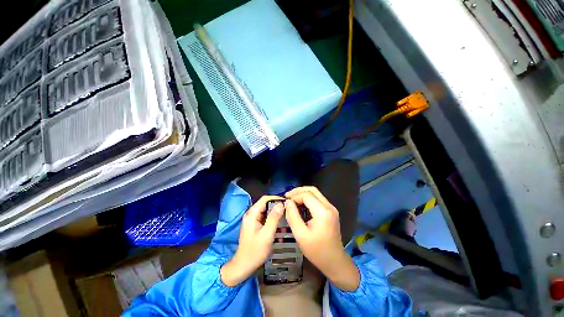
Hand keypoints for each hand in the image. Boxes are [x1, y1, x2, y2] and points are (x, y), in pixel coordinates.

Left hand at [221, 196, 283, 286]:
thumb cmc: (255, 251)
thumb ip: (274, 218)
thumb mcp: (267, 234)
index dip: (276, 198)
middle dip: (277, 205)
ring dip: (275, 211)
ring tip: (286, 214)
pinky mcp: (255, 225)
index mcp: (252, 214)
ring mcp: (252, 219)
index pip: (265, 199)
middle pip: (265, 204)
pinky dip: (272, 217)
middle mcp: (251, 214)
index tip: (287, 202)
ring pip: (266, 210)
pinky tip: (280, 222)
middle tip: (288, 209)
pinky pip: (265, 217)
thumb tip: (281, 204)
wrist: (244, 266)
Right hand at [284, 187, 358, 291]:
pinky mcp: (331, 211)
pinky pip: (318, 200)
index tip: (285, 202)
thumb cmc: (317, 251)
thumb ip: (293, 216)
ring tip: (292, 199)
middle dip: (298, 191)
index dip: (295, 196)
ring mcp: (331, 208)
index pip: (307, 195)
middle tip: (287, 196)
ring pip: (316, 193)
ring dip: (303, 194)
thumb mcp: (300, 235)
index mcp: (323, 212)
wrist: (335, 261)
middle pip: (313, 190)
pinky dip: (308, 199)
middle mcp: (329, 206)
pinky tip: (300, 205)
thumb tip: (287, 202)